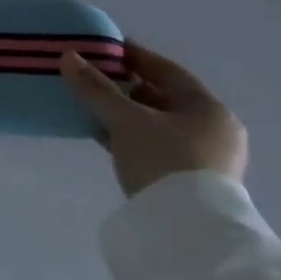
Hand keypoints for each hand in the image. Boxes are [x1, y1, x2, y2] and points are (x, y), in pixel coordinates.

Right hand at [59, 41, 247, 197]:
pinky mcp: (188, 181)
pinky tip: (103, 133)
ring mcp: (204, 158)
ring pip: (156, 123)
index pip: (167, 71)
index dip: (134, 56)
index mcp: (209, 109)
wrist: (186, 232)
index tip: (104, 47)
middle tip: (91, 76)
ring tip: (90, 104)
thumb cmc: (164, 161)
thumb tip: (67, 57)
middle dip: (125, 86)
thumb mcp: (125, 121)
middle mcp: (213, 130)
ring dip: (125, 112)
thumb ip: (96, 88)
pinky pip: (154, 145)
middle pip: (162, 97)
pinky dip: (130, 135)